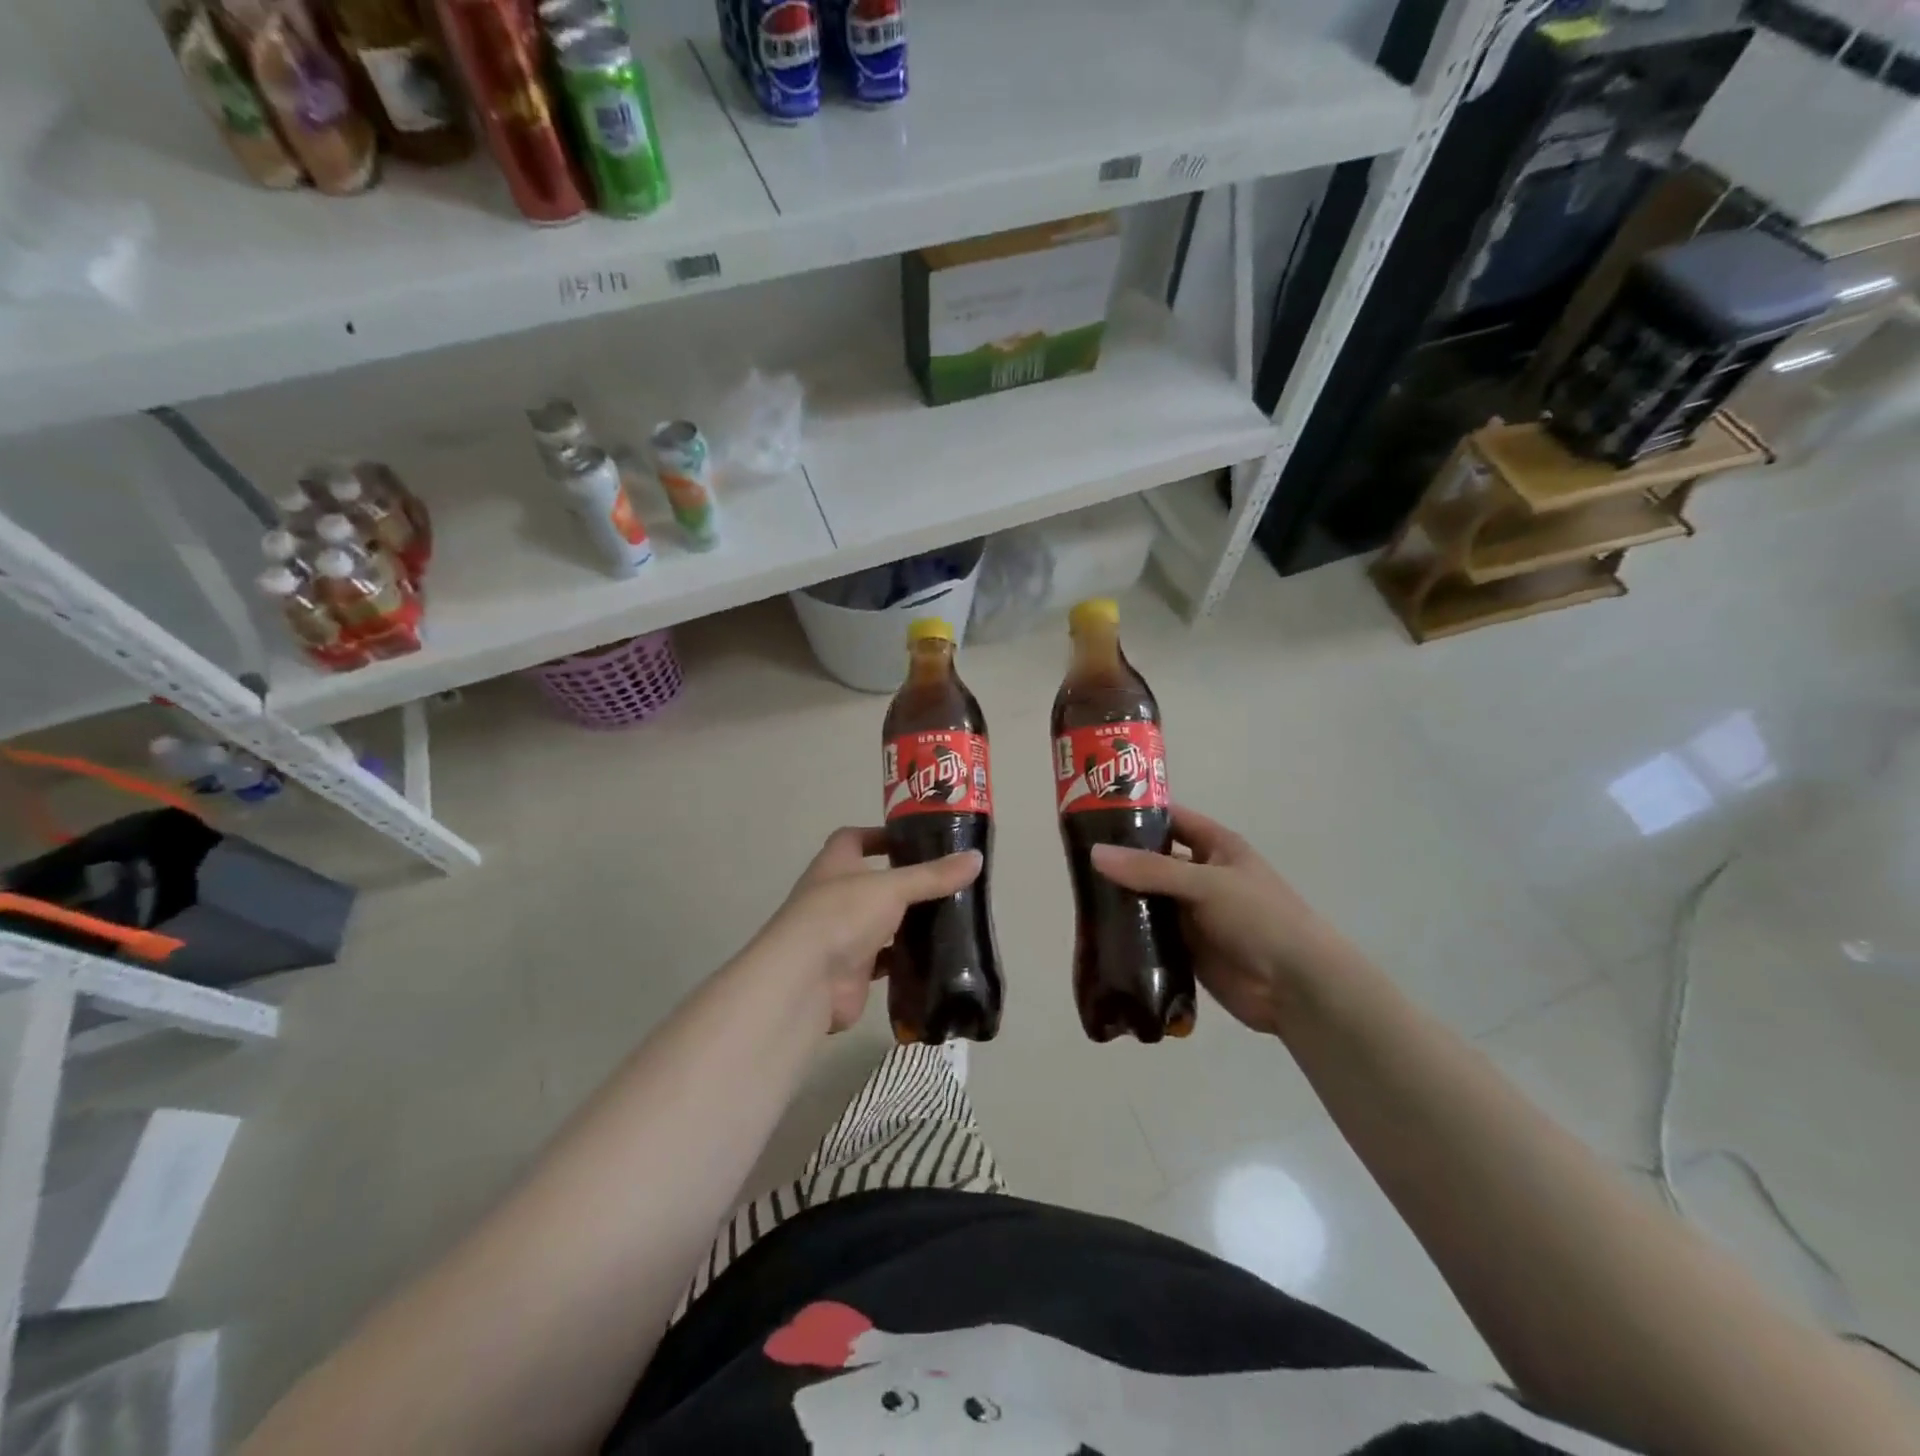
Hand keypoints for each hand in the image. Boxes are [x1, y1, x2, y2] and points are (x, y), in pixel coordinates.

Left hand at [756, 827, 981, 1032]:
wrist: (805, 981)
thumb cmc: (842, 915)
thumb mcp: (892, 887)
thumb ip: (933, 875)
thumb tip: (976, 858)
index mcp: (835, 865)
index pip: (854, 838)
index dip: (880, 835)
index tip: (914, 839)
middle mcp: (834, 896)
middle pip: (872, 882)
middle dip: (904, 881)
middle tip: (945, 880)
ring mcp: (841, 935)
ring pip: (881, 922)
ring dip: (907, 921)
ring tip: (949, 915)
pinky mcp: (852, 970)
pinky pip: (885, 959)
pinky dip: (907, 958)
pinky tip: (936, 955)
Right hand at [1091, 805, 1358, 1035]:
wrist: (1297, 987)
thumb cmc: (1260, 918)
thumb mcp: (1207, 883)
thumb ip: (1151, 869)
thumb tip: (1095, 853)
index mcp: (1216, 847)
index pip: (1171, 819)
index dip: (1137, 814)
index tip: (1092, 814)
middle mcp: (1202, 875)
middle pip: (1154, 860)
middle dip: (1120, 859)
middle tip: (1074, 859)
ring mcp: (1193, 913)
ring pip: (1149, 898)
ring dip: (1122, 898)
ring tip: (1078, 895)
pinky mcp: (1186, 948)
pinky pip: (1151, 933)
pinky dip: (1129, 932)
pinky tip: (1097, 932)